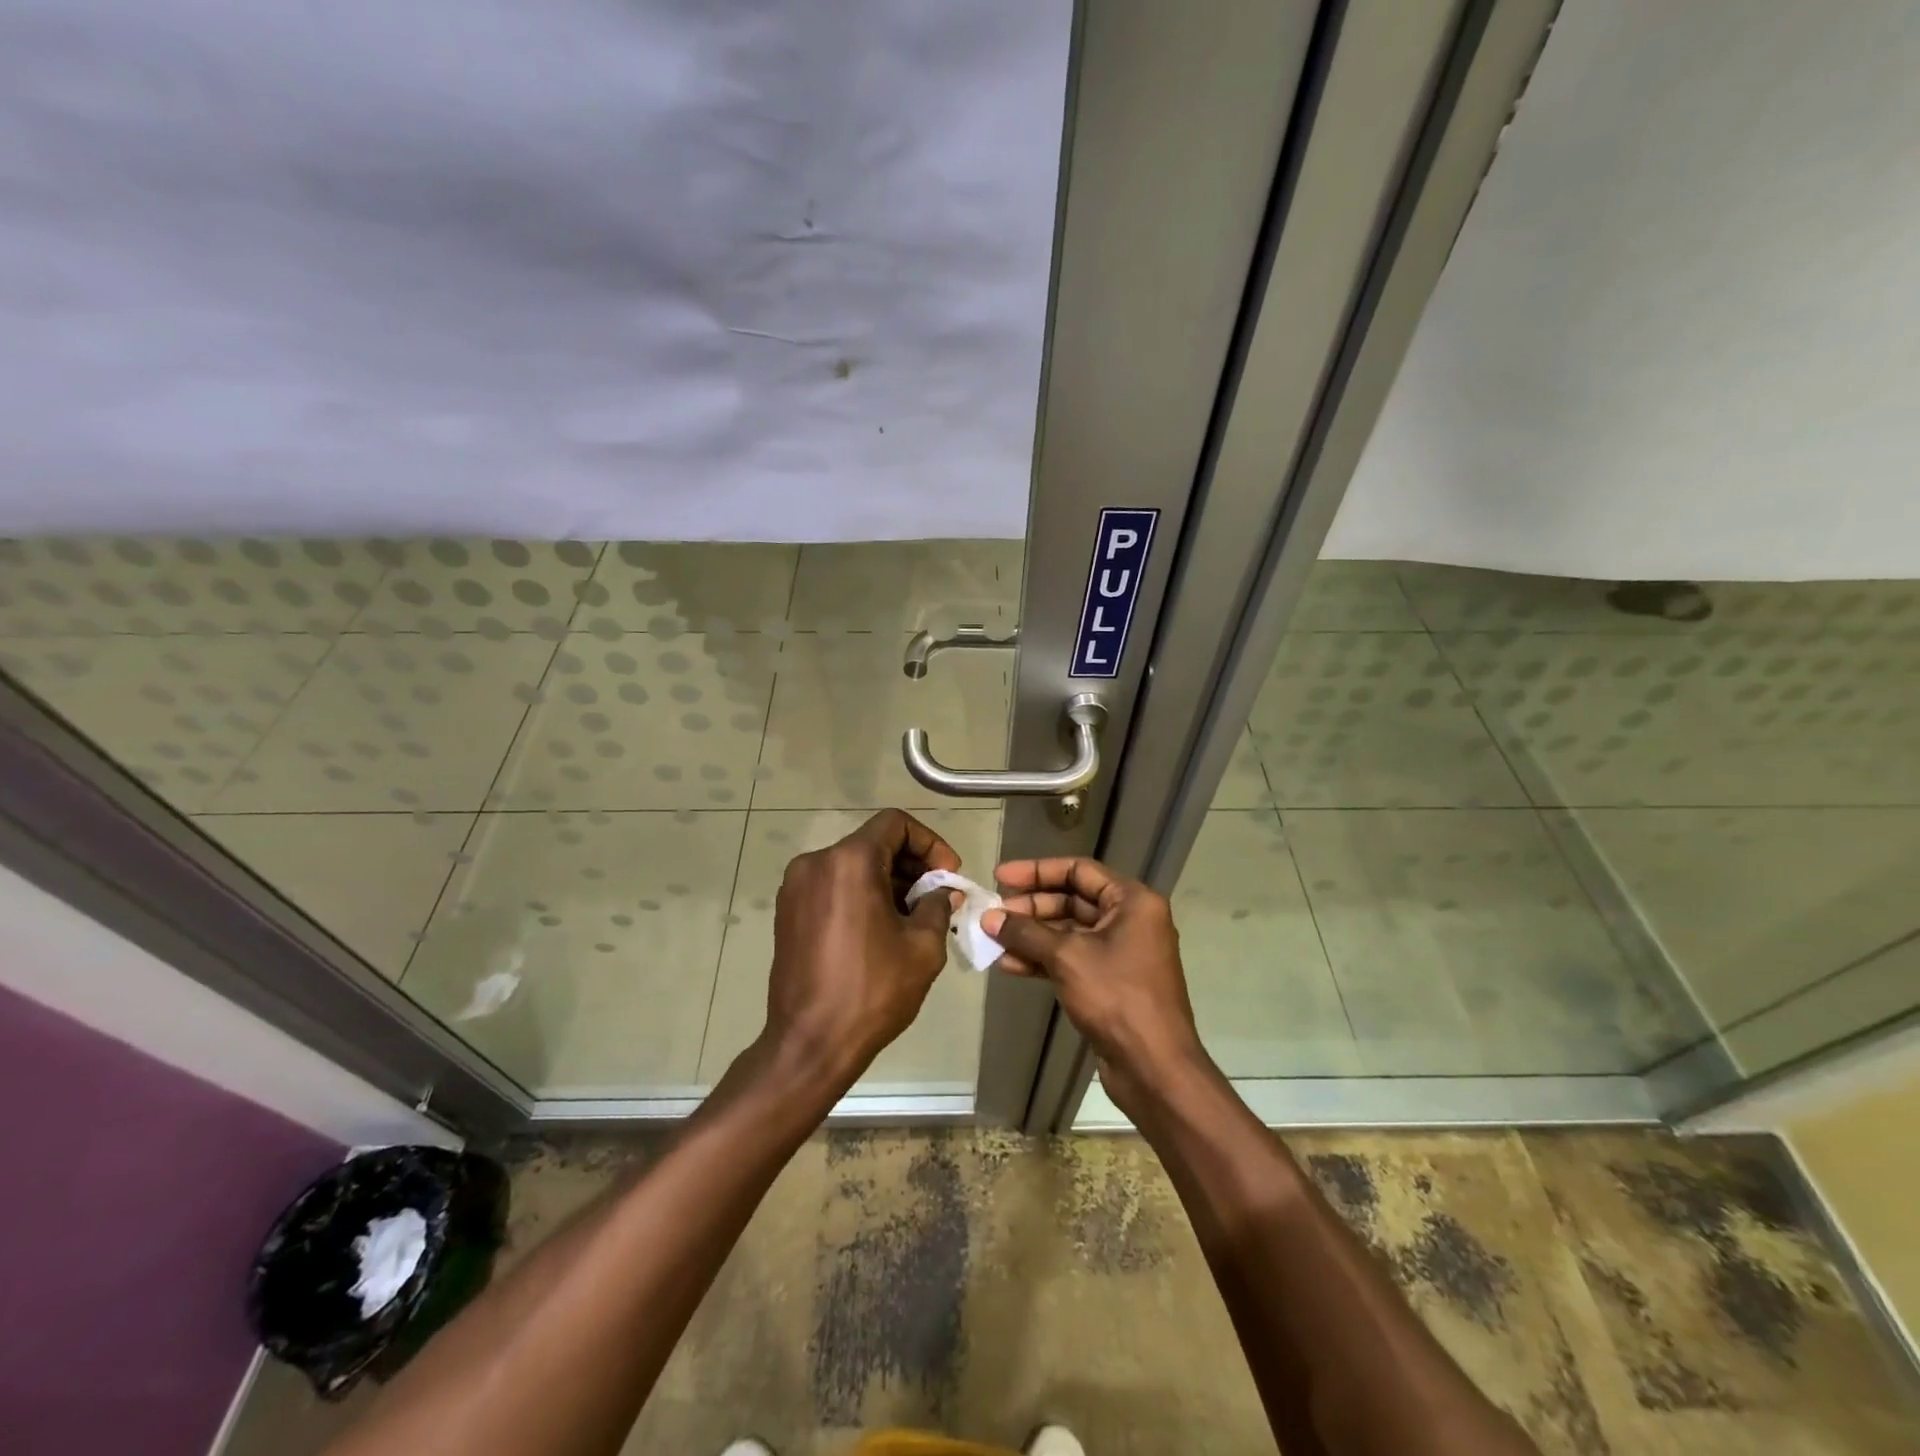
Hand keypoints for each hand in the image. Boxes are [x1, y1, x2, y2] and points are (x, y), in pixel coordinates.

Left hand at [762, 809, 958, 1090]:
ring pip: (853, 865)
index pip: (895, 823)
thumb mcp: (922, 947)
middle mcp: (816, 863)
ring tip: (912, 918)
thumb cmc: (872, 991)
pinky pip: (833, 886)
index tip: (947, 876)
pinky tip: (881, 929)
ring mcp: (796, 887)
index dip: (929, 842)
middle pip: (873, 842)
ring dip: (887, 881)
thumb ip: (936, 906)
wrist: (810, 1043)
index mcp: (849, 861)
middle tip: (936, 899)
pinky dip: (861, 894)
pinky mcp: (787, 912)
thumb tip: (941, 892)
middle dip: (911, 865)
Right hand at [982, 857, 1209, 1118]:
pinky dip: (1043, 959)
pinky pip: (1072, 958)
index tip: (1001, 877)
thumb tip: (989, 918)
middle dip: (1031, 907)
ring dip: (1031, 935)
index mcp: (1132, 901)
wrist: (1154, 1067)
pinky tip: (1010, 965)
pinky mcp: (1110, 981)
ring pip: (1069, 932)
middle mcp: (1130, 919)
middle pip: (1072, 900)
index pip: (1078, 870)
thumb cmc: (1116, 997)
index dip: (1037, 871)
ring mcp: (1121, 952)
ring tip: (993, 940)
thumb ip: (1026, 932)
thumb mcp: (1067, 957)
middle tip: (994, 915)